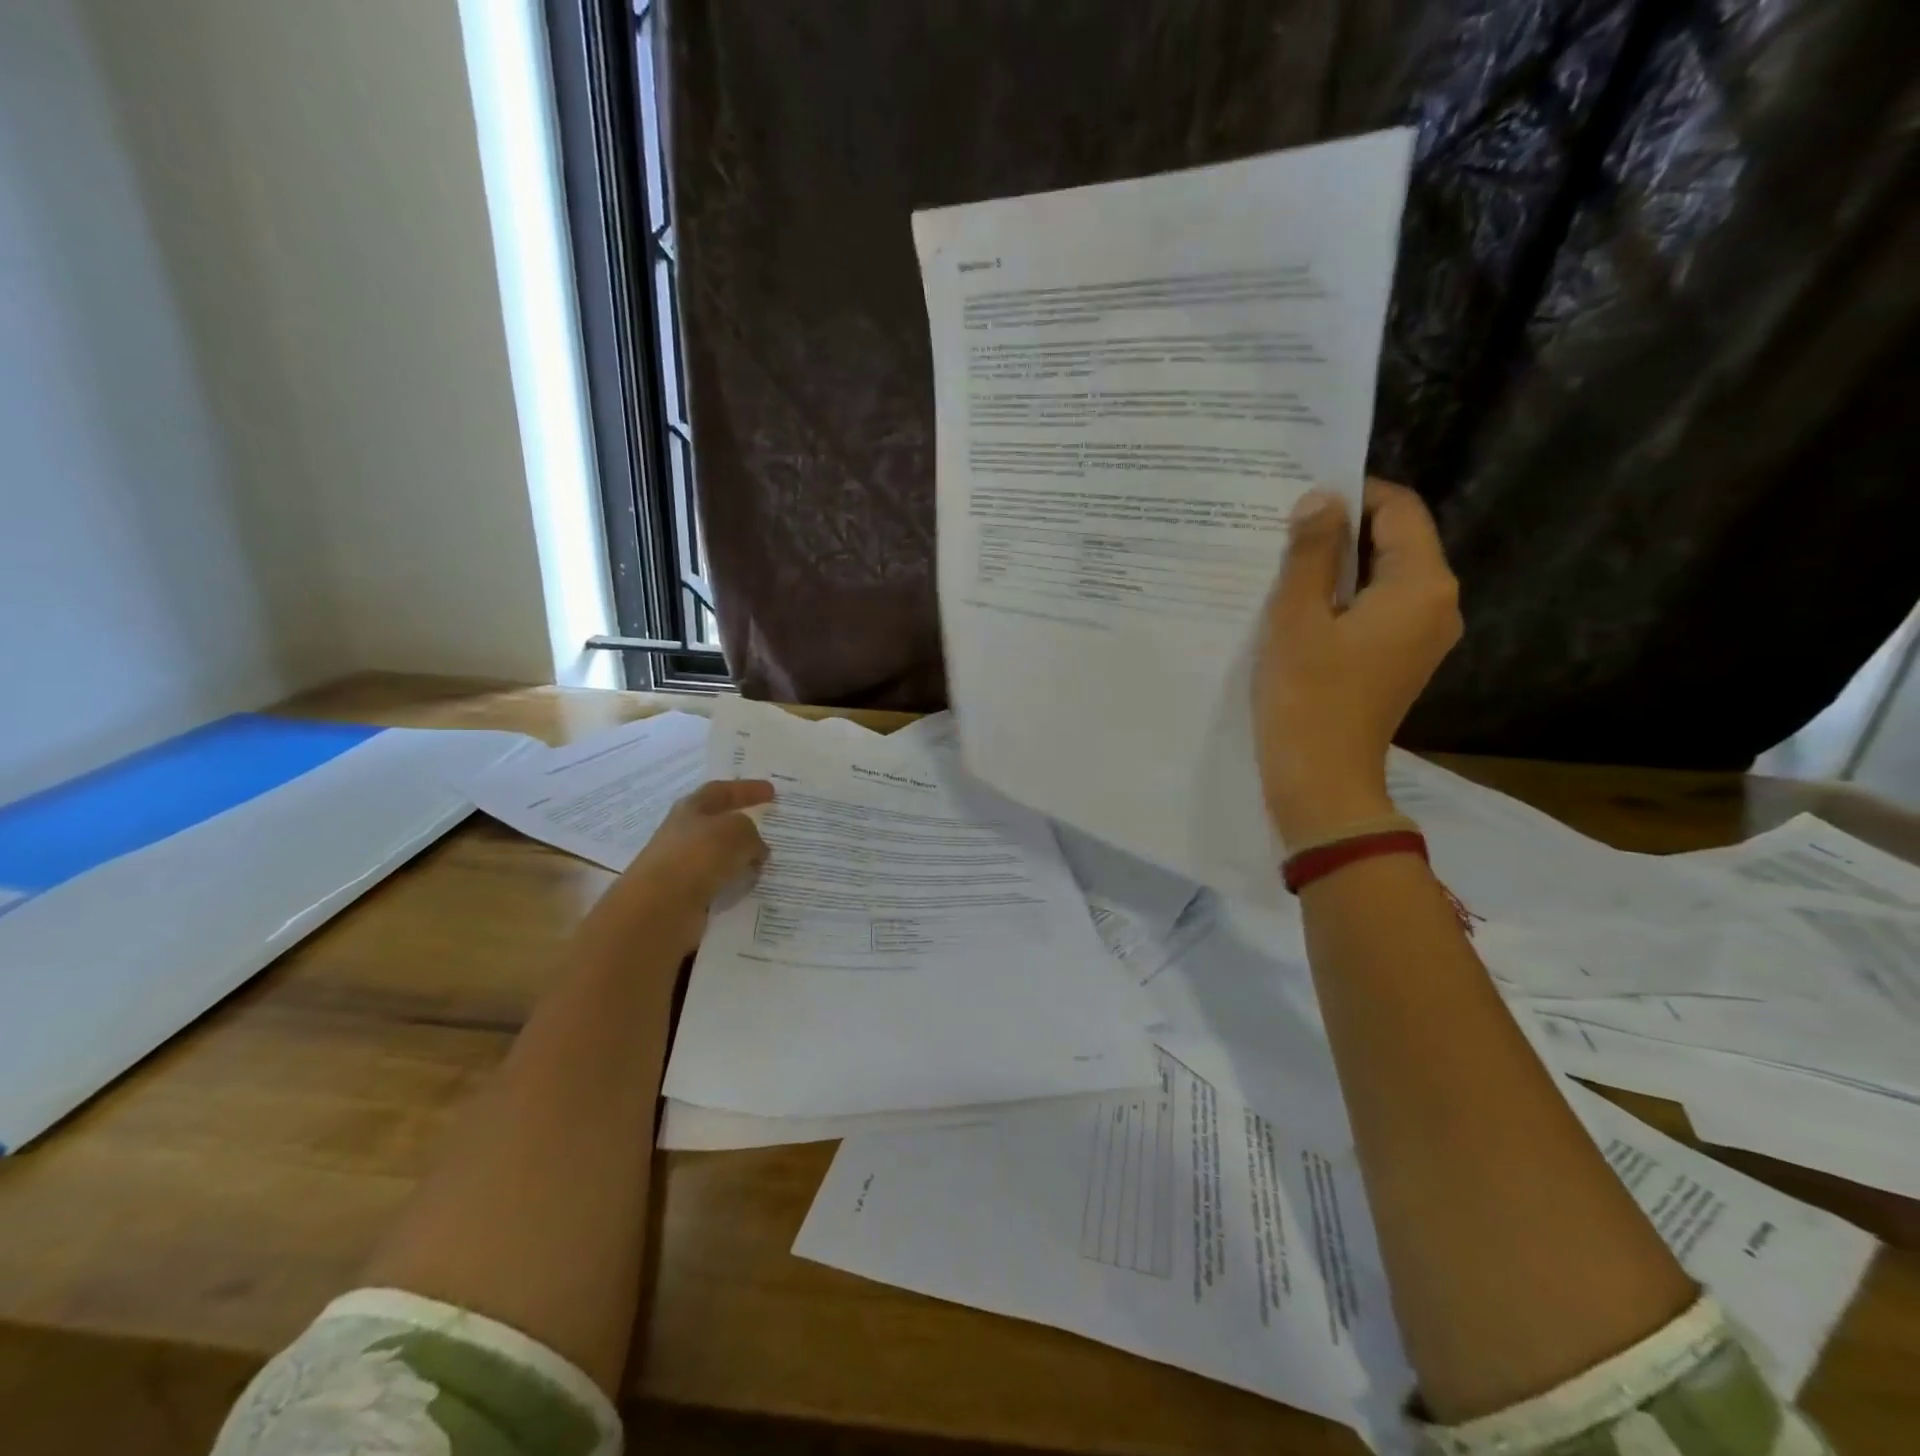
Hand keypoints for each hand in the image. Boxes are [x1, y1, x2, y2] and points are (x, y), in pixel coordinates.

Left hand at [595, 779, 774, 944]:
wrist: (659, 908)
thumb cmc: (697, 856)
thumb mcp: (737, 832)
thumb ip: (751, 834)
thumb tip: (756, 850)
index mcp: (690, 809)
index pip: (721, 791)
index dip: (746, 789)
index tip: (771, 791)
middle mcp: (683, 834)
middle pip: (718, 824)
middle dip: (743, 827)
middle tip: (769, 831)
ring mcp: (682, 866)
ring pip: (720, 856)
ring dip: (741, 858)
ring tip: (765, 864)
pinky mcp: (685, 895)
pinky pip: (718, 883)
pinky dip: (734, 883)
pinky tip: (749, 889)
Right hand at [1254, 479, 1460, 846]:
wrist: (1322, 780)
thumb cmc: (1307, 696)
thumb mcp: (1296, 617)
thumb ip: (1309, 552)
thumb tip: (1320, 500)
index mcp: (1421, 585)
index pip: (1399, 509)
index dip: (1353, 493)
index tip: (1301, 496)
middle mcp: (1438, 604)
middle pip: (1395, 542)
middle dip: (1342, 530)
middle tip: (1283, 528)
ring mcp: (1424, 636)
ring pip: (1383, 577)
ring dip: (1338, 566)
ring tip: (1284, 564)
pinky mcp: (1402, 660)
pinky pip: (1378, 609)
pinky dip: (1344, 598)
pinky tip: (1301, 607)